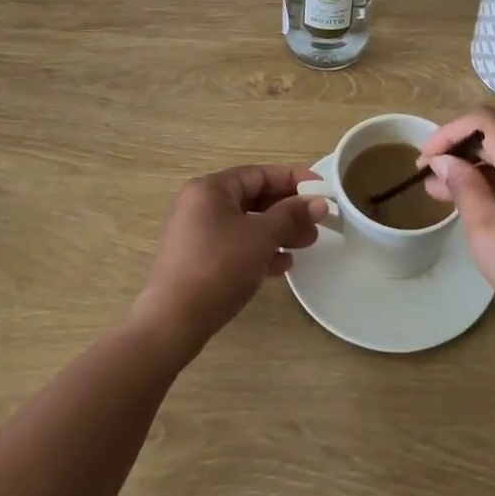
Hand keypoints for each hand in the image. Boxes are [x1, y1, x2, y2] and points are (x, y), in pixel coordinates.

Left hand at [131, 164, 328, 362]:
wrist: (173, 321)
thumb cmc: (219, 267)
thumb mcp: (261, 237)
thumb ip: (292, 215)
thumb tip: (320, 202)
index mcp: (211, 188)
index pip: (260, 174)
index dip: (294, 180)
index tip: (321, 189)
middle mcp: (200, 204)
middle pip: (253, 198)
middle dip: (288, 210)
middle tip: (317, 223)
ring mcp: (196, 233)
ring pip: (245, 224)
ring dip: (277, 232)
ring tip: (307, 244)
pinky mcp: (196, 259)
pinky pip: (234, 245)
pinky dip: (258, 250)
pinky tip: (282, 265)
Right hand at [421, 109, 494, 353]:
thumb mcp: (488, 236)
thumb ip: (464, 189)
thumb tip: (444, 161)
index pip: (484, 121)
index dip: (449, 133)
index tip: (426, 160)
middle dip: (463, 155)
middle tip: (433, 183)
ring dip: (485, 171)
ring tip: (454, 197)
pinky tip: (492, 209)